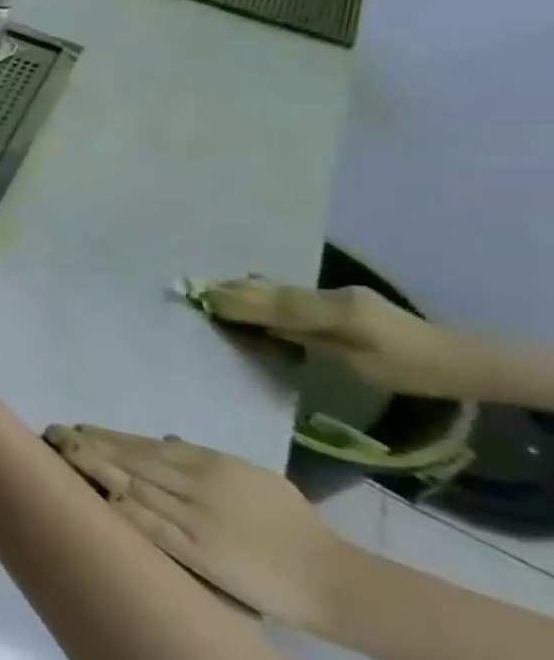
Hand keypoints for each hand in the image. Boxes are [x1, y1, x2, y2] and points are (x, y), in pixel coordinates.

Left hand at [45, 425, 364, 631]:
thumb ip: (206, 459)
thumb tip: (161, 440)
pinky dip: (116, 506)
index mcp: (212, 463)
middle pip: (129, 459)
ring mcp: (193, 517)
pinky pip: (146, 524)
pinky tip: (89, 494)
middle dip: (87, 445)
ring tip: (58, 455)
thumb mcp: (254, 479)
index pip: (144, 444)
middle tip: (51, 434)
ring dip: (91, 468)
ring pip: (130, 484)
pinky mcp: (194, 550)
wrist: (335, 581)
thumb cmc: (296, 528)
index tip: (75, 429)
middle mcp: (197, 483)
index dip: (106, 436)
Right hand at [203, 279, 478, 399]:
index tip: (200, 297)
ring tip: (213, 291)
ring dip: (248, 291)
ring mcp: (340, 296)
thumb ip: (304, 335)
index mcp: (334, 310)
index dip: (236, 300)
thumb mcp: (354, 360)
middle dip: (235, 291)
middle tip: (196, 290)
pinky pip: (294, 296)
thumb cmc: (407, 369)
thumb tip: (258, 321)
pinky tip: (251, 297)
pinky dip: (268, 297)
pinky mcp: (344, 302)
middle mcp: (333, 295)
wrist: (464, 362)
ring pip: (283, 291)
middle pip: (274, 292)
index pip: (274, 303)